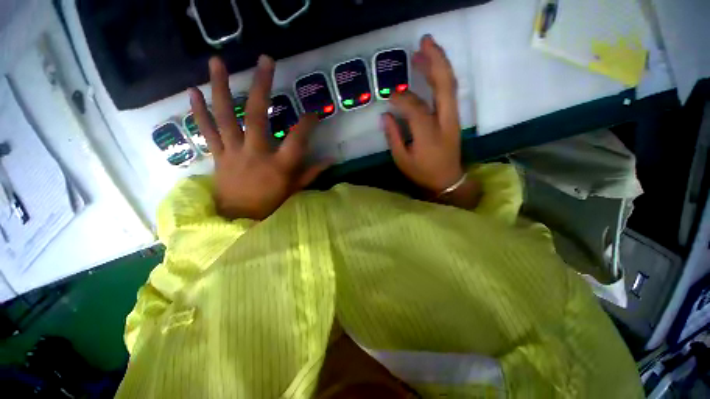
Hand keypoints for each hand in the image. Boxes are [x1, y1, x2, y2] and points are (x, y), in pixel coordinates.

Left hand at [189, 56, 328, 219]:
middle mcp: (256, 154)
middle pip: (258, 117)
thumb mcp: (296, 190)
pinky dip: (198, 112)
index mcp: (279, 166)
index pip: (297, 139)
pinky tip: (191, 91)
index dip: (307, 123)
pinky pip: (207, 132)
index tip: (315, 112)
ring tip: (217, 61)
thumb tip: (332, 159)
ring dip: (222, 88)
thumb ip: (313, 173)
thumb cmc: (271, 206)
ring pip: (226, 117)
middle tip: (265, 60)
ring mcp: (233, 153)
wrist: (240, 220)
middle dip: (263, 87)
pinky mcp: (218, 156)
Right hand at [383, 35, 479, 208]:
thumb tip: (385, 115)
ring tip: (425, 49)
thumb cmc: (422, 173)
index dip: (401, 98)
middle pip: (444, 85)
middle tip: (422, 42)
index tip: (389, 95)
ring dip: (439, 64)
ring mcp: (453, 118)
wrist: (448, 181)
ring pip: (450, 85)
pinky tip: (432, 70)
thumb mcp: (402, 160)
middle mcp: (444, 122)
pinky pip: (450, 92)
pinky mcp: (454, 118)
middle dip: (434, 61)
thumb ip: (393, 136)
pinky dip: (442, 77)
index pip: (415, 108)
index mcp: (428, 135)